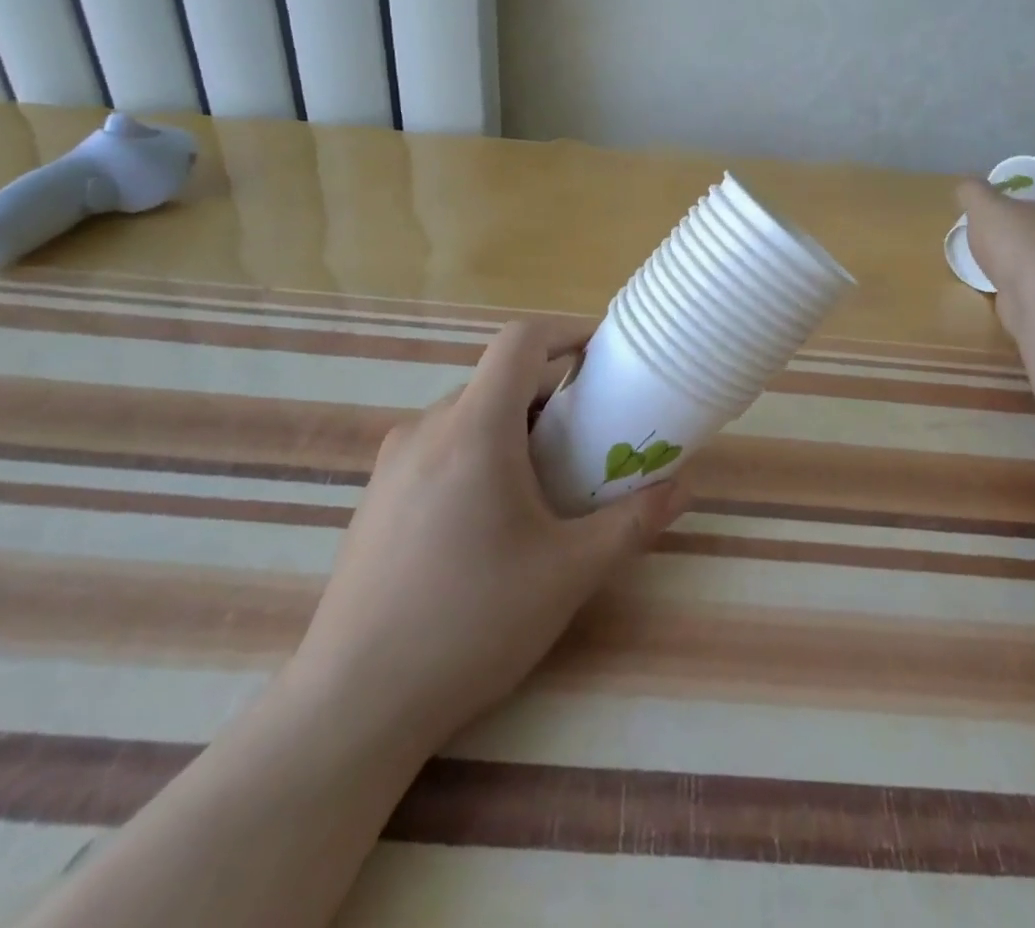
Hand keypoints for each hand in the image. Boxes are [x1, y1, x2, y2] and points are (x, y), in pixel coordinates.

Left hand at [288, 318, 684, 753]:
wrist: (352, 704)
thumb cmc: (471, 624)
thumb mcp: (569, 573)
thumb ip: (632, 523)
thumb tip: (682, 488)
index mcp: (474, 429)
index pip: (521, 341)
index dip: (567, 331)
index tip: (605, 354)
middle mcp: (428, 428)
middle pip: (499, 380)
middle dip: (553, 392)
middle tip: (594, 433)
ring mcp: (394, 462)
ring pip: (470, 414)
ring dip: (517, 426)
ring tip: (551, 479)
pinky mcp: (377, 496)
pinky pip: (441, 446)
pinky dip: (482, 451)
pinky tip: (494, 516)